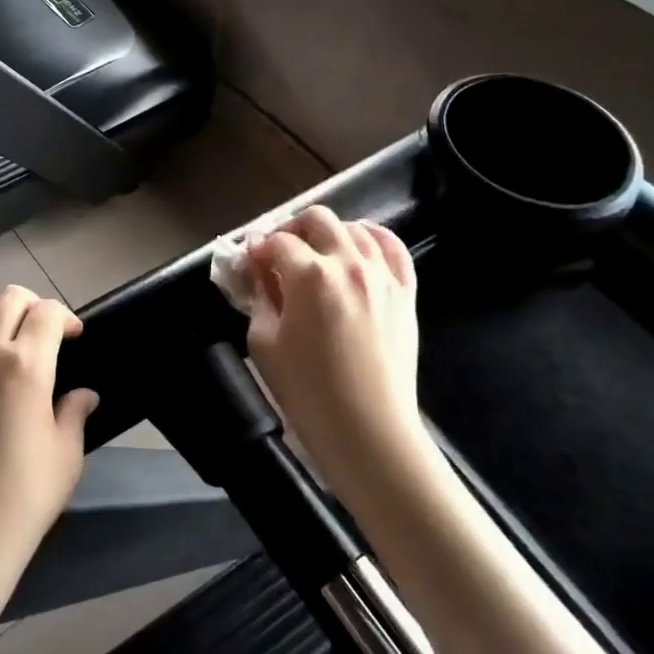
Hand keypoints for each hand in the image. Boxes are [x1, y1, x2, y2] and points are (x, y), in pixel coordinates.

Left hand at [0, 286, 97, 563]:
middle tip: (41, 331)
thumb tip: (85, 395)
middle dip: (31, 305)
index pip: (47, 313)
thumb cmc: (23, 497)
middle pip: (7, 300)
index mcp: (26, 365)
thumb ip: (74, 414)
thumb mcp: (66, 455)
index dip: (64, 316)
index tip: (73, 336)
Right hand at [245, 207, 430, 488]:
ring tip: (317, 254)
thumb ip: (259, 297)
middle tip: (279, 253)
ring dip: (330, 233)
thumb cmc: (307, 392)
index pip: (276, 242)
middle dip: (292, 229)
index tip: (248, 263)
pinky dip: (373, 238)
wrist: (368, 432)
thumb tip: (258, 272)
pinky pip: (393, 248)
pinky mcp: (405, 292)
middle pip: (317, 220)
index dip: (257, 249)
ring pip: (355, 228)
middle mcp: (348, 264)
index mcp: (309, 275)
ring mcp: (382, 276)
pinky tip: (359, 247)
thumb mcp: (264, 343)